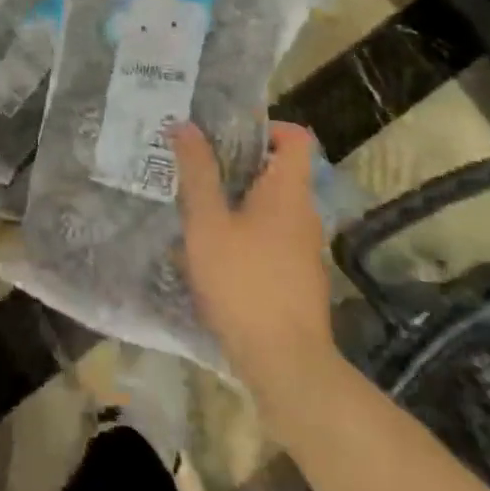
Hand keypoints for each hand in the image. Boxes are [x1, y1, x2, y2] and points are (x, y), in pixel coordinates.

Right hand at [172, 122, 337, 397]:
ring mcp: (303, 248)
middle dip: (237, 162)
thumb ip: (197, 172)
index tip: (227, 132)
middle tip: (196, 162)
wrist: (285, 364)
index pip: (296, 138)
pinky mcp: (296, 277)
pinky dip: (244, 230)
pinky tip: (211, 248)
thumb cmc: (244, 281)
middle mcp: (304, 213)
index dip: (267, 126)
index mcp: (289, 191)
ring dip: (237, 198)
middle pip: (278, 170)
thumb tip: (185, 125)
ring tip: (196, 202)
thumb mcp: (208, 222)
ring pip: (270, 205)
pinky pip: (270, 235)